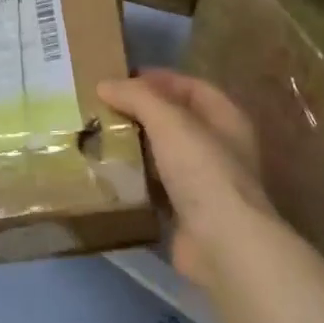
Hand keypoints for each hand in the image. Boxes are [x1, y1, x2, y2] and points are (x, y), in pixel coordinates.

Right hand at [96, 69, 272, 291]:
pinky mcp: (186, 212)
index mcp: (226, 118)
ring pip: (163, 155)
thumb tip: (105, 84)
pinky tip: (107, 174)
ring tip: (97, 137)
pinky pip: (155, 187)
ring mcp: (204, 182)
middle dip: (140, 113)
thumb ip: (138, 97)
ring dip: (134, 146)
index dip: (159, 79)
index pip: (191, 87)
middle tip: (101, 108)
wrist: (221, 243)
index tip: (120, 80)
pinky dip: (134, 180)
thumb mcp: (169, 122)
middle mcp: (219, 147)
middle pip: (176, 120)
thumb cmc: (202, 171)